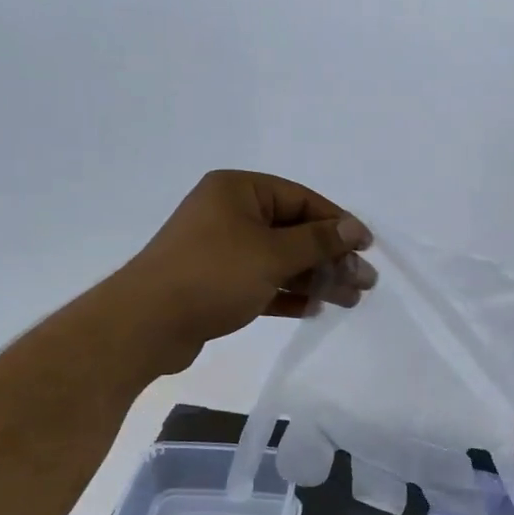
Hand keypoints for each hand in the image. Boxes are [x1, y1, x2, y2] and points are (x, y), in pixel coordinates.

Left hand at [111, 170, 374, 373]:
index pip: (301, 199)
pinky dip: (288, 294)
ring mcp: (221, 250)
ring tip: (350, 299)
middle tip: (365, 282)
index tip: (367, 248)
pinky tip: (315, 308)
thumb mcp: (272, 254)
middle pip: (293, 231)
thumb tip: (354, 228)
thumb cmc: (213, 275)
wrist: (146, 324)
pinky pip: (262, 282)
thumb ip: (318, 241)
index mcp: (238, 190)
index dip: (337, 223)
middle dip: (330, 256)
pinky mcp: (217, 283)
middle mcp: (229, 214)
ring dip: (315, 278)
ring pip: (280, 259)